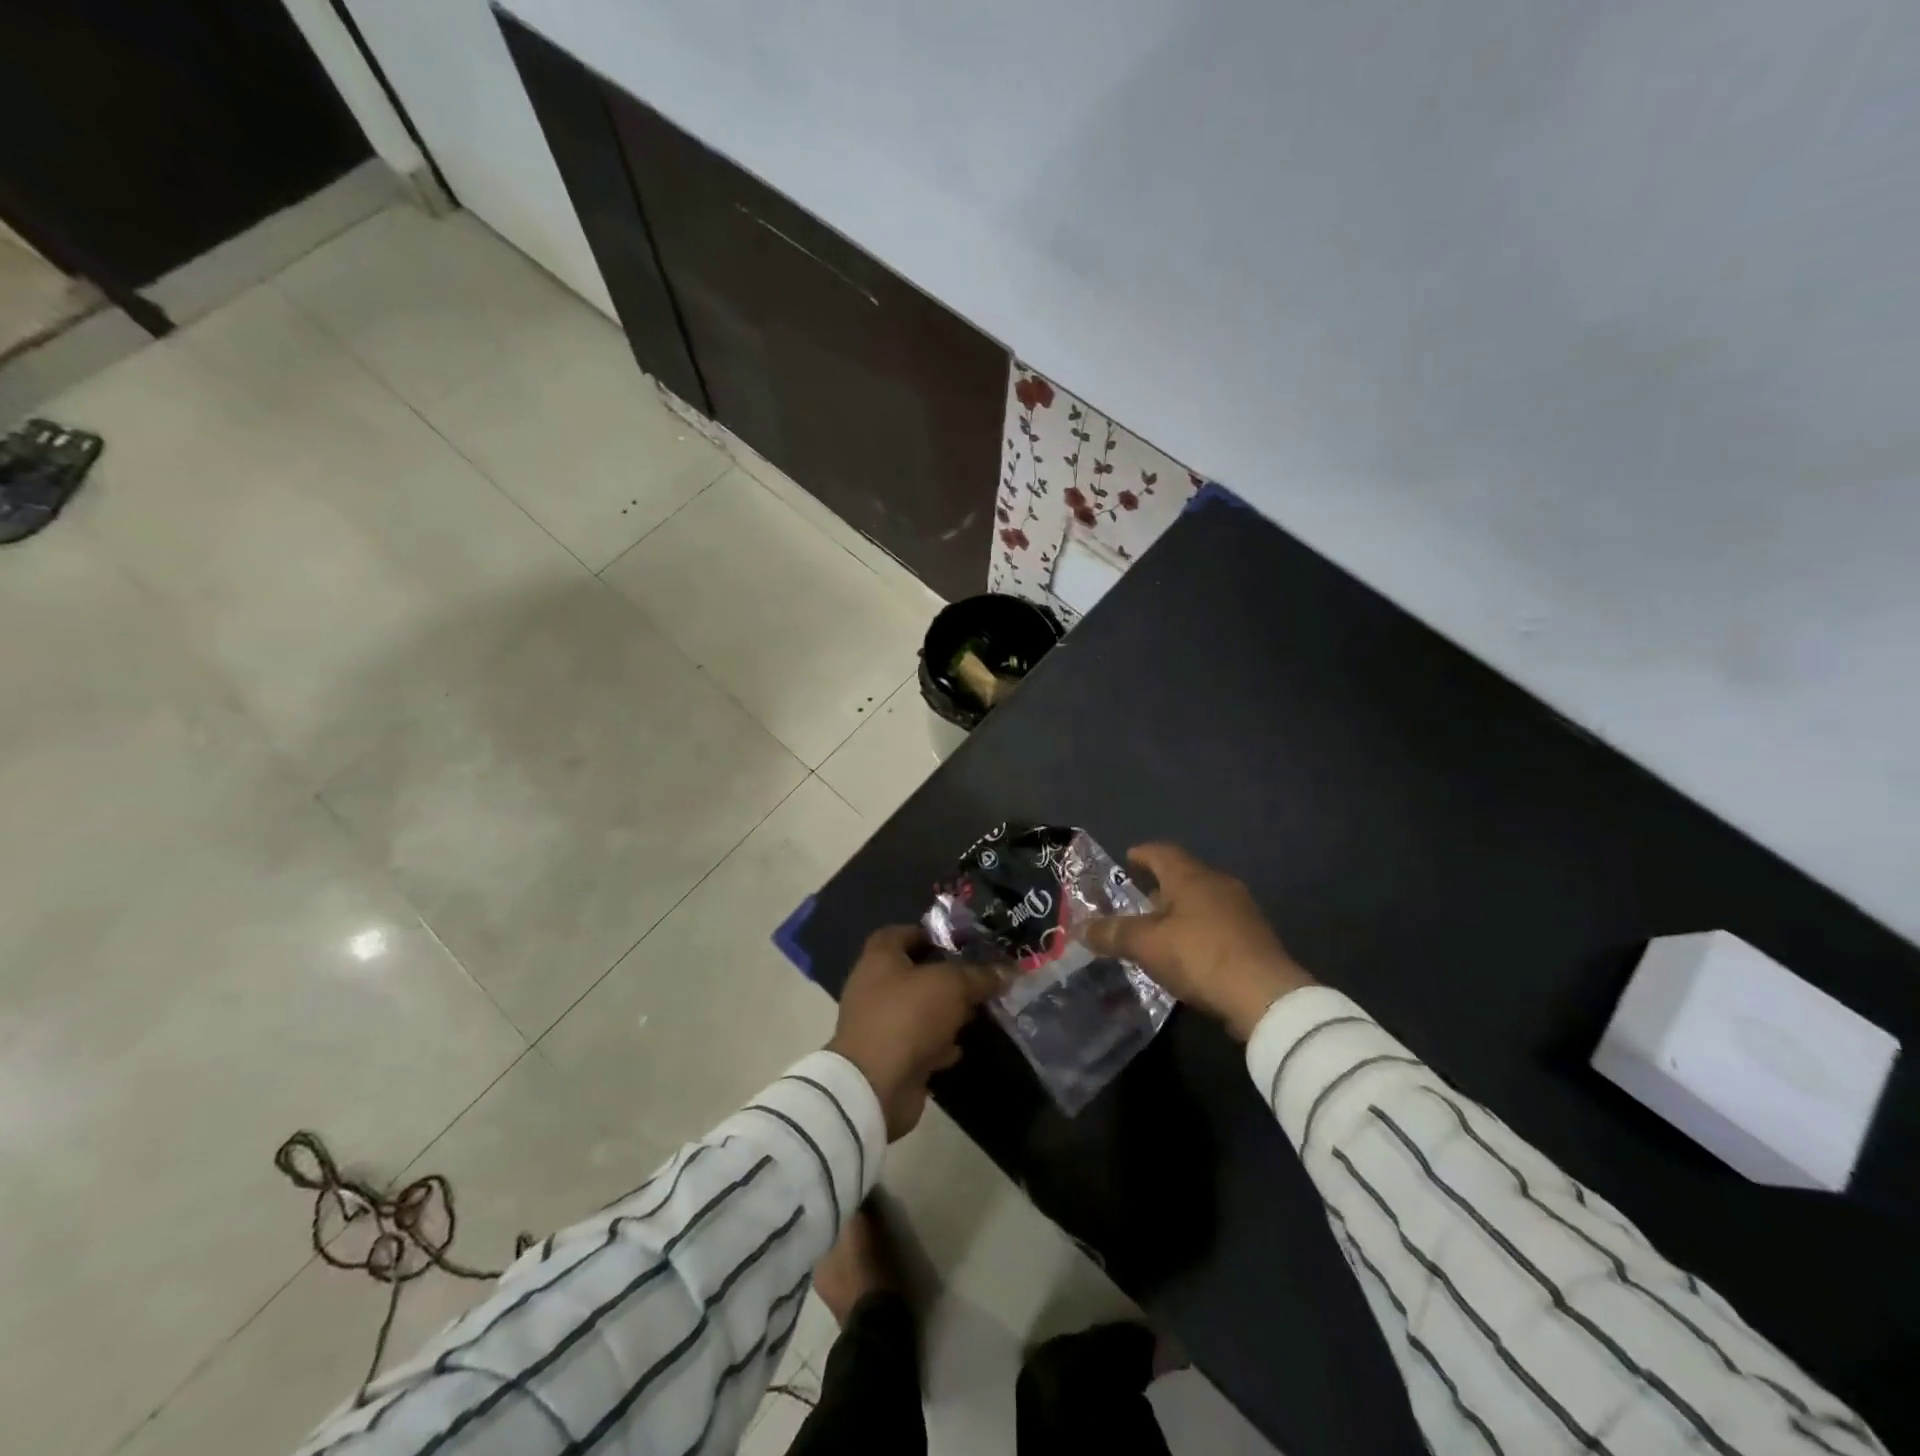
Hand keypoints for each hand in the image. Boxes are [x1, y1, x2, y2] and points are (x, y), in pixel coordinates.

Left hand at [828, 926, 1006, 1139]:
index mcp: (879, 959)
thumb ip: (979, 976)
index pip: (900, 934)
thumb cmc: (908, 1017)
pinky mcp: (887, 1058)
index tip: (959, 943)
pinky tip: (960, 1048)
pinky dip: (937, 1045)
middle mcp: (873, 988)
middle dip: (945, 977)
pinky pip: (917, 1043)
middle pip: (913, 974)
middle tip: (978, 978)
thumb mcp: (951, 986)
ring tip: (977, 1012)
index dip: (927, 934)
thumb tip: (1007, 971)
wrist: (875, 1086)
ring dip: (944, 1013)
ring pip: (917, 1010)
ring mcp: (878, 1025)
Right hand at [1084, 843, 1314, 1039]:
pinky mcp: (1254, 939)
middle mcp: (1219, 885)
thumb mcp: (1147, 945)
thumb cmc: (1200, 956)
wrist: (1266, 997)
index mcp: (1192, 877)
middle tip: (1136, 901)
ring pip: (1201, 902)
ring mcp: (1241, 912)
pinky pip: (1216, 924)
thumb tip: (1081, 928)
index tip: (1127, 859)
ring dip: (1178, 912)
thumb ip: (1113, 934)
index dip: (1142, 854)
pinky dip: (1196, 931)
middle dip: (1158, 887)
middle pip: (1183, 876)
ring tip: (1157, 931)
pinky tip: (1186, 953)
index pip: (1162, 852)